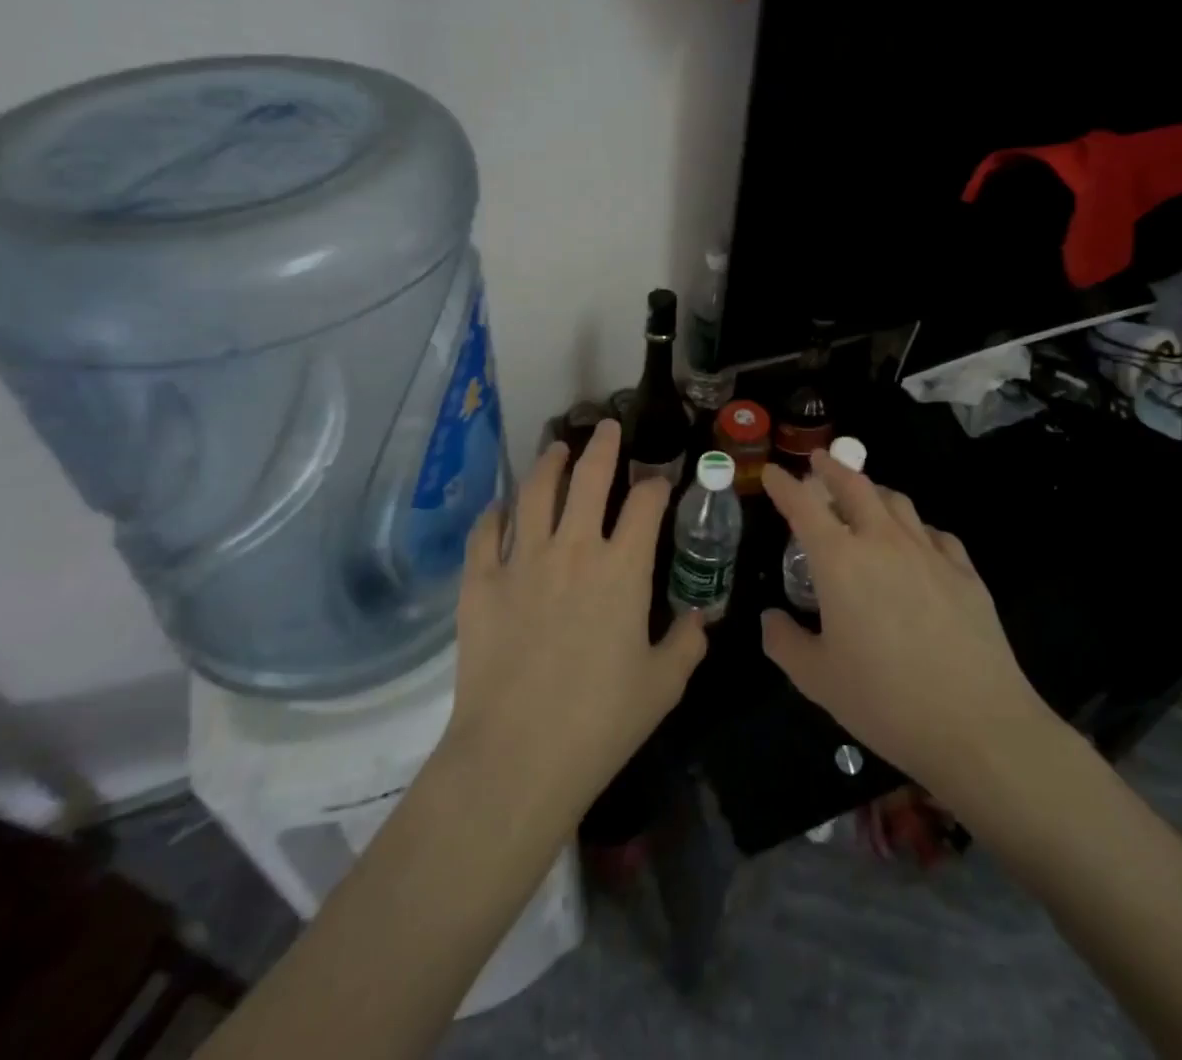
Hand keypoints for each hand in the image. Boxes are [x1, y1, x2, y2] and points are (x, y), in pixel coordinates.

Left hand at [442, 420, 706, 812]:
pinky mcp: (480, 582)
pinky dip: (494, 515)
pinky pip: (486, 533)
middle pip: (589, 478)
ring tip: (555, 448)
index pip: (645, 504)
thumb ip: (687, 643)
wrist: (517, 755)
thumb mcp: (663, 685)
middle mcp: (573, 549)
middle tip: (605, 426)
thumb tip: (701, 617)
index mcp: (622, 569)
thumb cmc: (600, 722)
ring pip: (534, 493)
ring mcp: (521, 560)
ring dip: (548, 464)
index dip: (656, 485)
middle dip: (602, 446)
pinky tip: (500, 508)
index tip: (660, 481)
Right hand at [760, 451, 1059, 807]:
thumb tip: (770, 619)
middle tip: (820, 461)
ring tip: (865, 496)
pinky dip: (916, 528)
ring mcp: (929, 553)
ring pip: (898, 502)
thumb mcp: (817, 679)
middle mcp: (883, 542)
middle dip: (833, 468)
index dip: (784, 485)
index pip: (803, 506)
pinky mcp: (965, 573)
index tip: (772, 472)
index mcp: (840, 561)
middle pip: (856, 486)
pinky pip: (935, 534)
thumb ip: (784, 642)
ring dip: (874, 491)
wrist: (977, 726)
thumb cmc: (885, 700)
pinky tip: (917, 544)